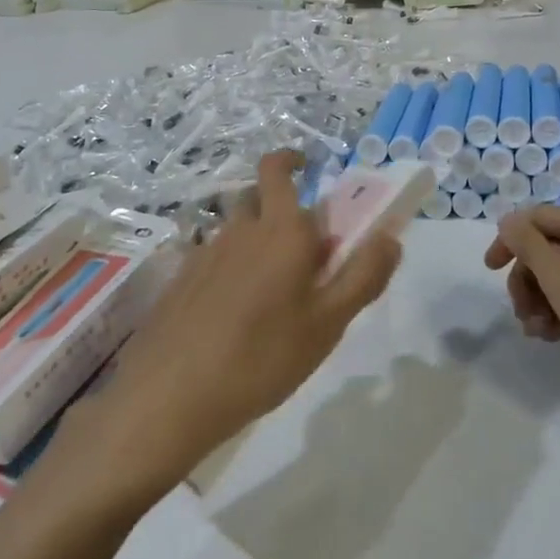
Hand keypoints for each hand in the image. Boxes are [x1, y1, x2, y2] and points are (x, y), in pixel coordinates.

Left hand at [75, 150, 403, 491]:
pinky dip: (231, 270)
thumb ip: (364, 276)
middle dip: (280, 207)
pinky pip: (214, 259)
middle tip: (303, 250)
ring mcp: (204, 254)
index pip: (277, 170)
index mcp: (281, 230)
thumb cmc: (262, 356)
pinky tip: (234, 316)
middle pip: (257, 198)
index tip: (306, 167)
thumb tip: (391, 235)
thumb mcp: (328, 324)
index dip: (290, 160)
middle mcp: (240, 229)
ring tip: (272, 293)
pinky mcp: (180, 282)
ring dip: (256, 242)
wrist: (169, 398)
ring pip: (236, 231)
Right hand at [485, 207, 559, 417]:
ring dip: (539, 303)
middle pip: (543, 249)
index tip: (489, 270)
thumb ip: (526, 243)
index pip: (534, 218)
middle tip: (521, 312)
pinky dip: (559, 315)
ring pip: (555, 277)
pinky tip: (558, 340)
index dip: (508, 240)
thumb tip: (508, 219)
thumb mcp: (556, 276)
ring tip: (540, 333)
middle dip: (526, 280)